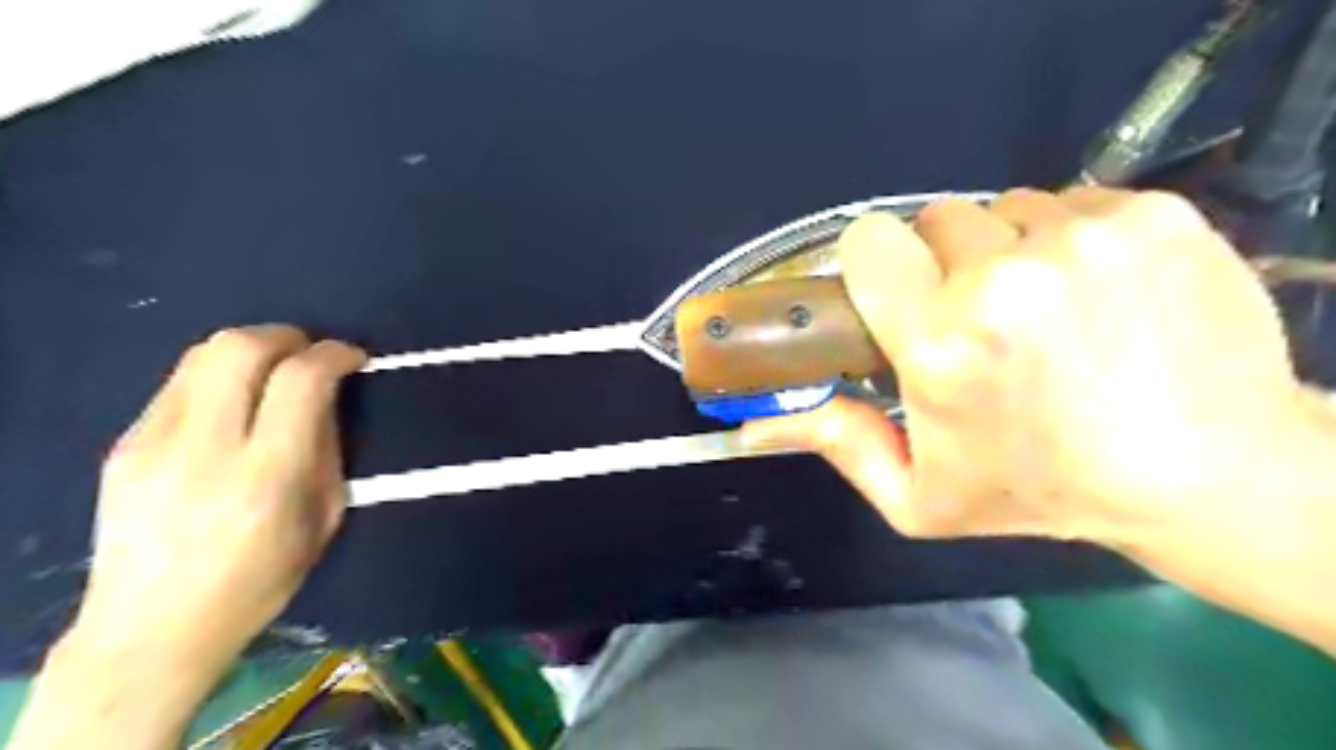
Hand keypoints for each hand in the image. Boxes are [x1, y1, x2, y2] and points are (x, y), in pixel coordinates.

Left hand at [72, 324, 362, 668]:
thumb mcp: (322, 518)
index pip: (300, 380)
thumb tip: (327, 398)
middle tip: (310, 353)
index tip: (352, 357)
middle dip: (286, 336)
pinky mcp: (123, 446)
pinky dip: (218, 377)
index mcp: (266, 475)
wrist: (152, 627)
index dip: (334, 354)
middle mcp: (204, 449)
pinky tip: (233, 404)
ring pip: (200, 355)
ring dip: (250, 350)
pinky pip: (178, 385)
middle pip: (239, 349)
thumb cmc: (259, 580)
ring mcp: (152, 444)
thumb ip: (326, 449)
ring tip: (274, 370)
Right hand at [748, 188, 1312, 543]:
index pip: (867, 243)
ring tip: (1038, 307)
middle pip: (936, 219)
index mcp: (939, 344)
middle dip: (943, 263)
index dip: (875, 265)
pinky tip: (1095, 291)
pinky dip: (1069, 238)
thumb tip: (752, 426)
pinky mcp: (1150, 215)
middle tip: (975, 316)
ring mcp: (1083, 239)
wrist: (1207, 473)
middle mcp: (1001, 280)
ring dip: (1006, 250)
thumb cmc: (1040, 490)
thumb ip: (836, 446)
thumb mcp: (920, 495)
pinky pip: (1072, 200)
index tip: (897, 295)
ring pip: (1005, 208)